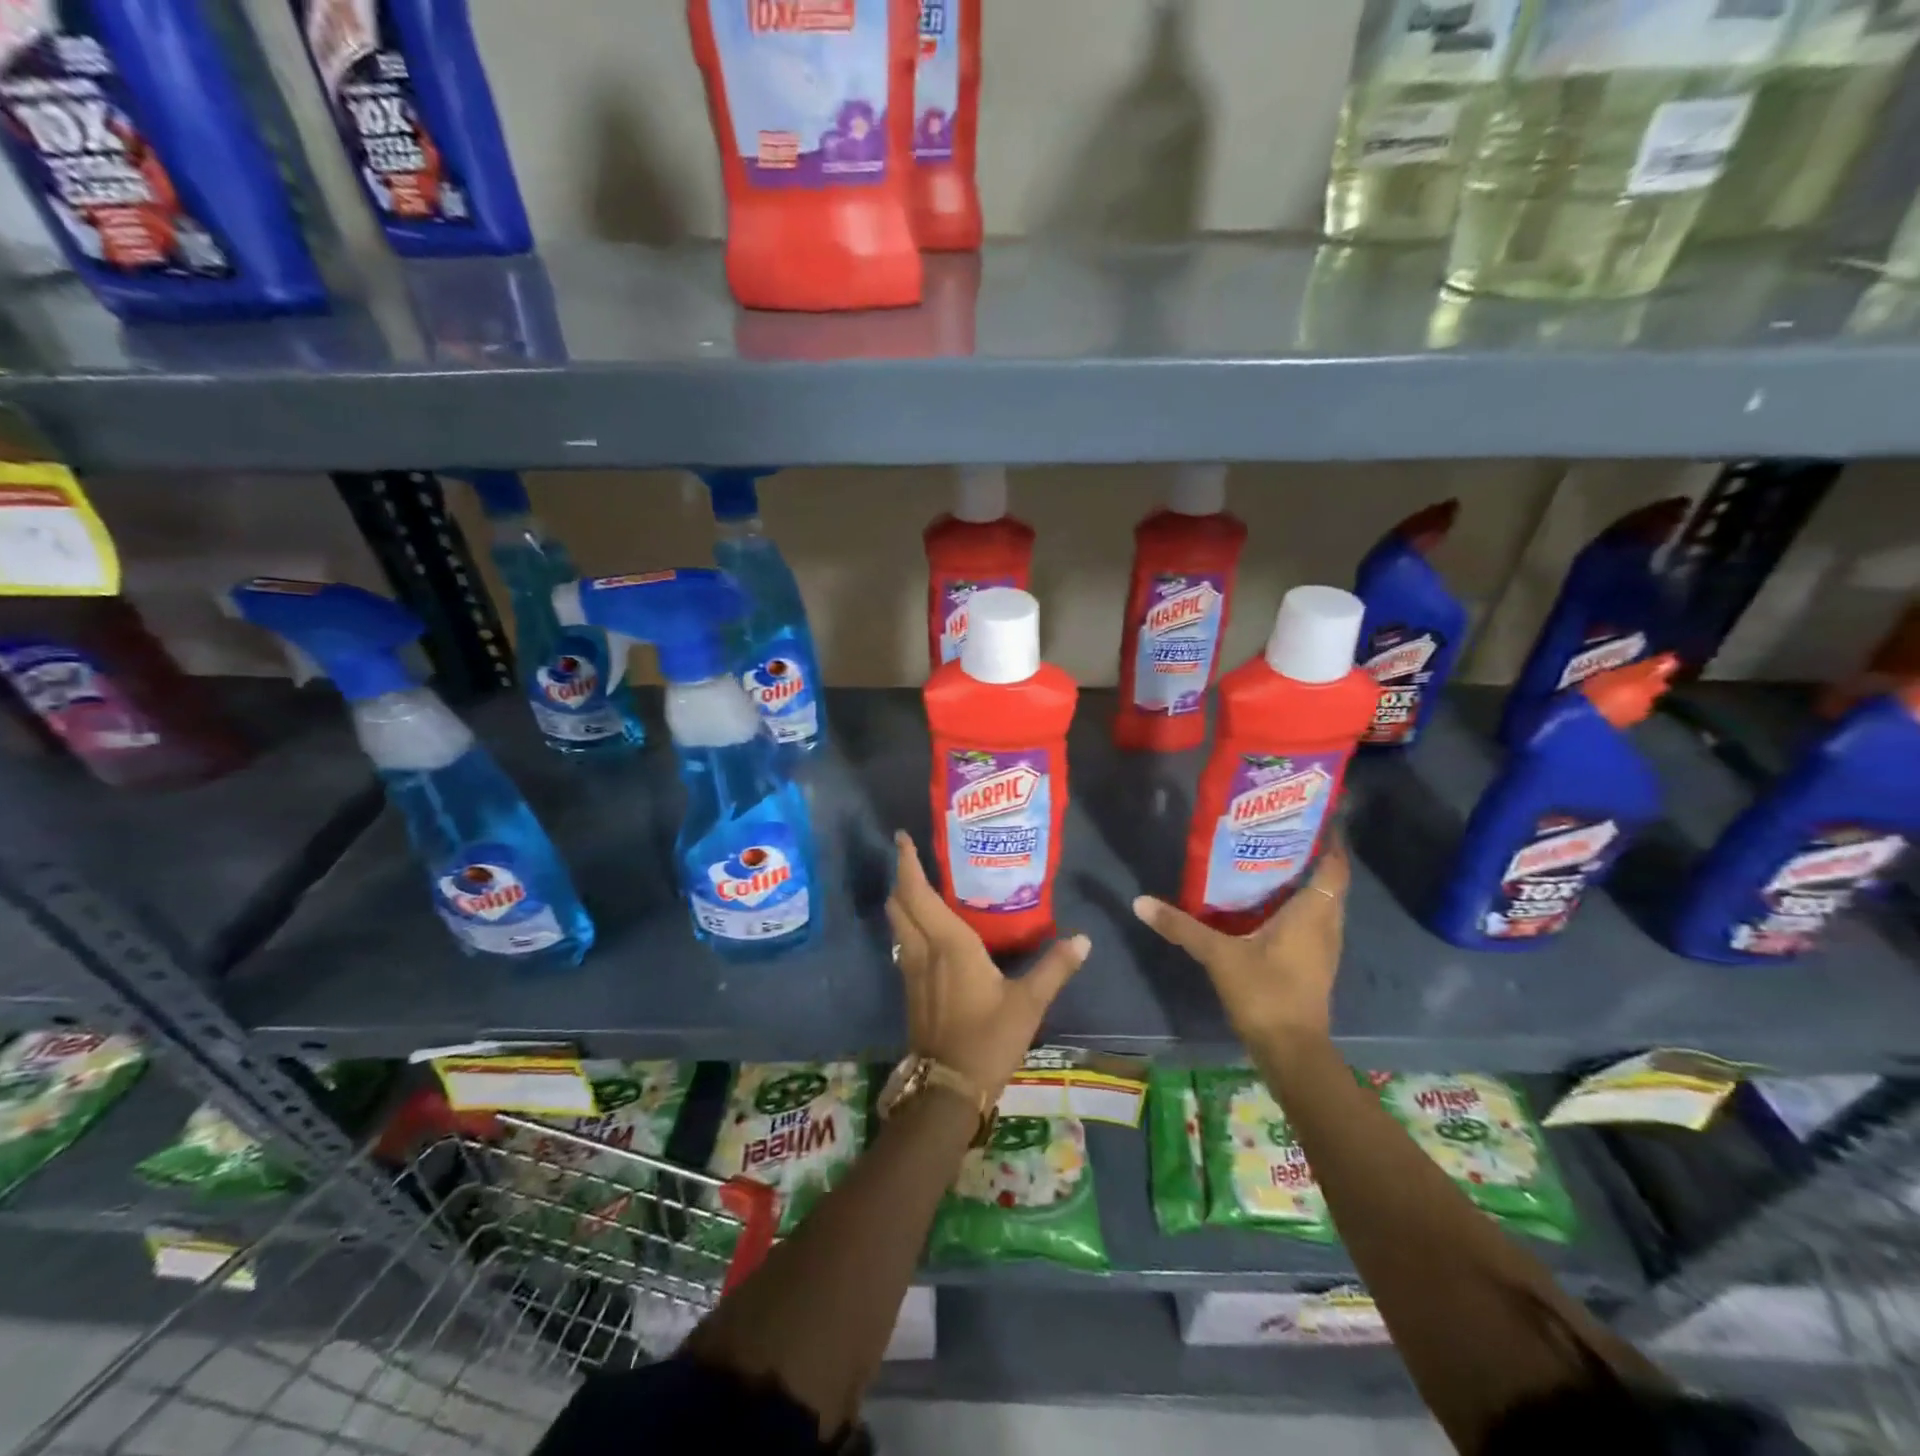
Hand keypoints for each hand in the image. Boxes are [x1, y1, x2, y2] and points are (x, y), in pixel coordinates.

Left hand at [885, 830, 1089, 1097]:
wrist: (947, 1088)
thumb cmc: (988, 1039)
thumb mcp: (1028, 1003)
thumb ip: (1054, 968)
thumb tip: (1084, 939)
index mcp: (948, 943)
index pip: (918, 892)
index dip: (907, 863)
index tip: (902, 838)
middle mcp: (923, 949)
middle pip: (900, 903)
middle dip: (901, 875)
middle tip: (912, 855)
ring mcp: (911, 969)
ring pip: (898, 922)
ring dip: (902, 899)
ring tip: (918, 883)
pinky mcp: (910, 987)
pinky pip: (902, 941)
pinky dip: (908, 922)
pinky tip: (926, 927)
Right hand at [1131, 832, 1349, 1044]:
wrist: (1291, 1052)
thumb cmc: (1265, 993)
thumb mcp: (1218, 955)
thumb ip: (1181, 926)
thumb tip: (1140, 901)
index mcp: (1313, 913)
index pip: (1334, 865)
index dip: (1328, 839)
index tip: (1307, 815)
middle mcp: (1326, 925)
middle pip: (1327, 880)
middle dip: (1308, 855)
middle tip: (1275, 831)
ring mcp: (1323, 947)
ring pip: (1320, 902)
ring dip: (1302, 881)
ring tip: (1266, 859)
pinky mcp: (1314, 964)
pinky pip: (1310, 921)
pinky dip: (1294, 906)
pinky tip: (1263, 903)